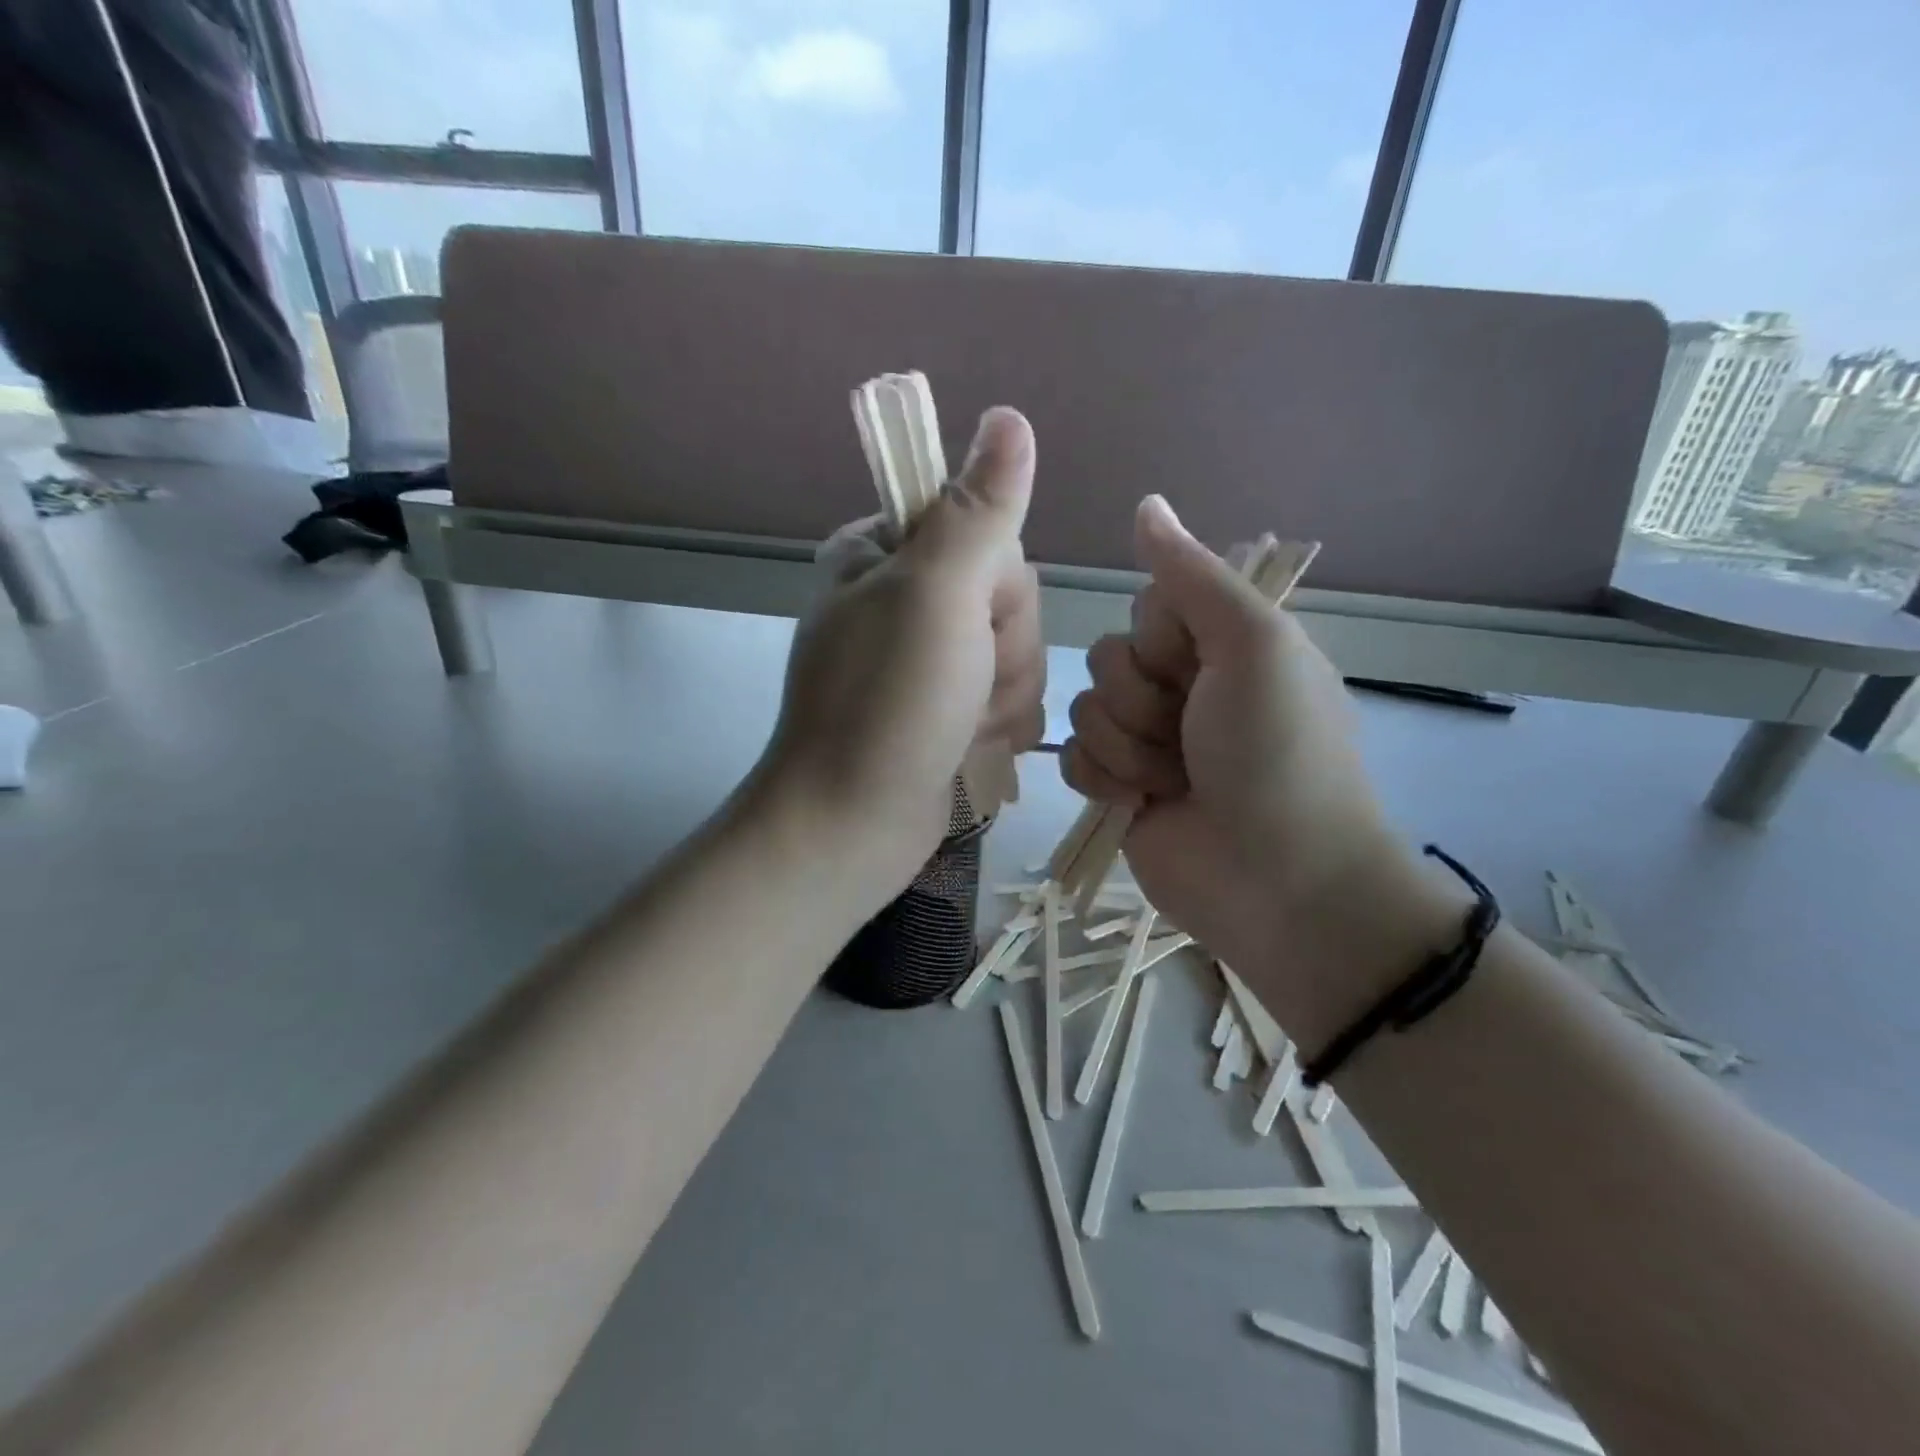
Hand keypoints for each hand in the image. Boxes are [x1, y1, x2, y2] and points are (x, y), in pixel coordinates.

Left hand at [756, 408, 1044, 902]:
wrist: (853, 826)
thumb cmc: (888, 705)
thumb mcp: (935, 594)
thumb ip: (979, 508)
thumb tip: (1010, 417)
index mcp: (884, 553)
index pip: (989, 532)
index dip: (999, 584)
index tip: (969, 622)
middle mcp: (905, 599)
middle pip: (1010, 598)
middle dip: (1002, 652)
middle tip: (960, 686)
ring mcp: (927, 660)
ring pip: (1017, 654)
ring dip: (1002, 698)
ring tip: (959, 728)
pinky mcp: (947, 710)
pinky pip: (1010, 700)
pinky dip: (998, 729)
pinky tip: (966, 750)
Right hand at [1062, 496, 1442, 1032]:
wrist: (1277, 879)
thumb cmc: (1276, 752)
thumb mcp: (1253, 645)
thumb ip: (1192, 576)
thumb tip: (1146, 503)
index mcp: (1221, 645)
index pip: (1147, 608)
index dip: (1160, 640)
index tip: (1197, 670)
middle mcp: (1182, 687)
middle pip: (1107, 658)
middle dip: (1141, 700)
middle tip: (1190, 737)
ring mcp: (1146, 741)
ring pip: (1084, 709)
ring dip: (1128, 747)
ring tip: (1174, 781)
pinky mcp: (1117, 788)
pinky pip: (1073, 758)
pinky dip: (1104, 780)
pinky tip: (1140, 803)